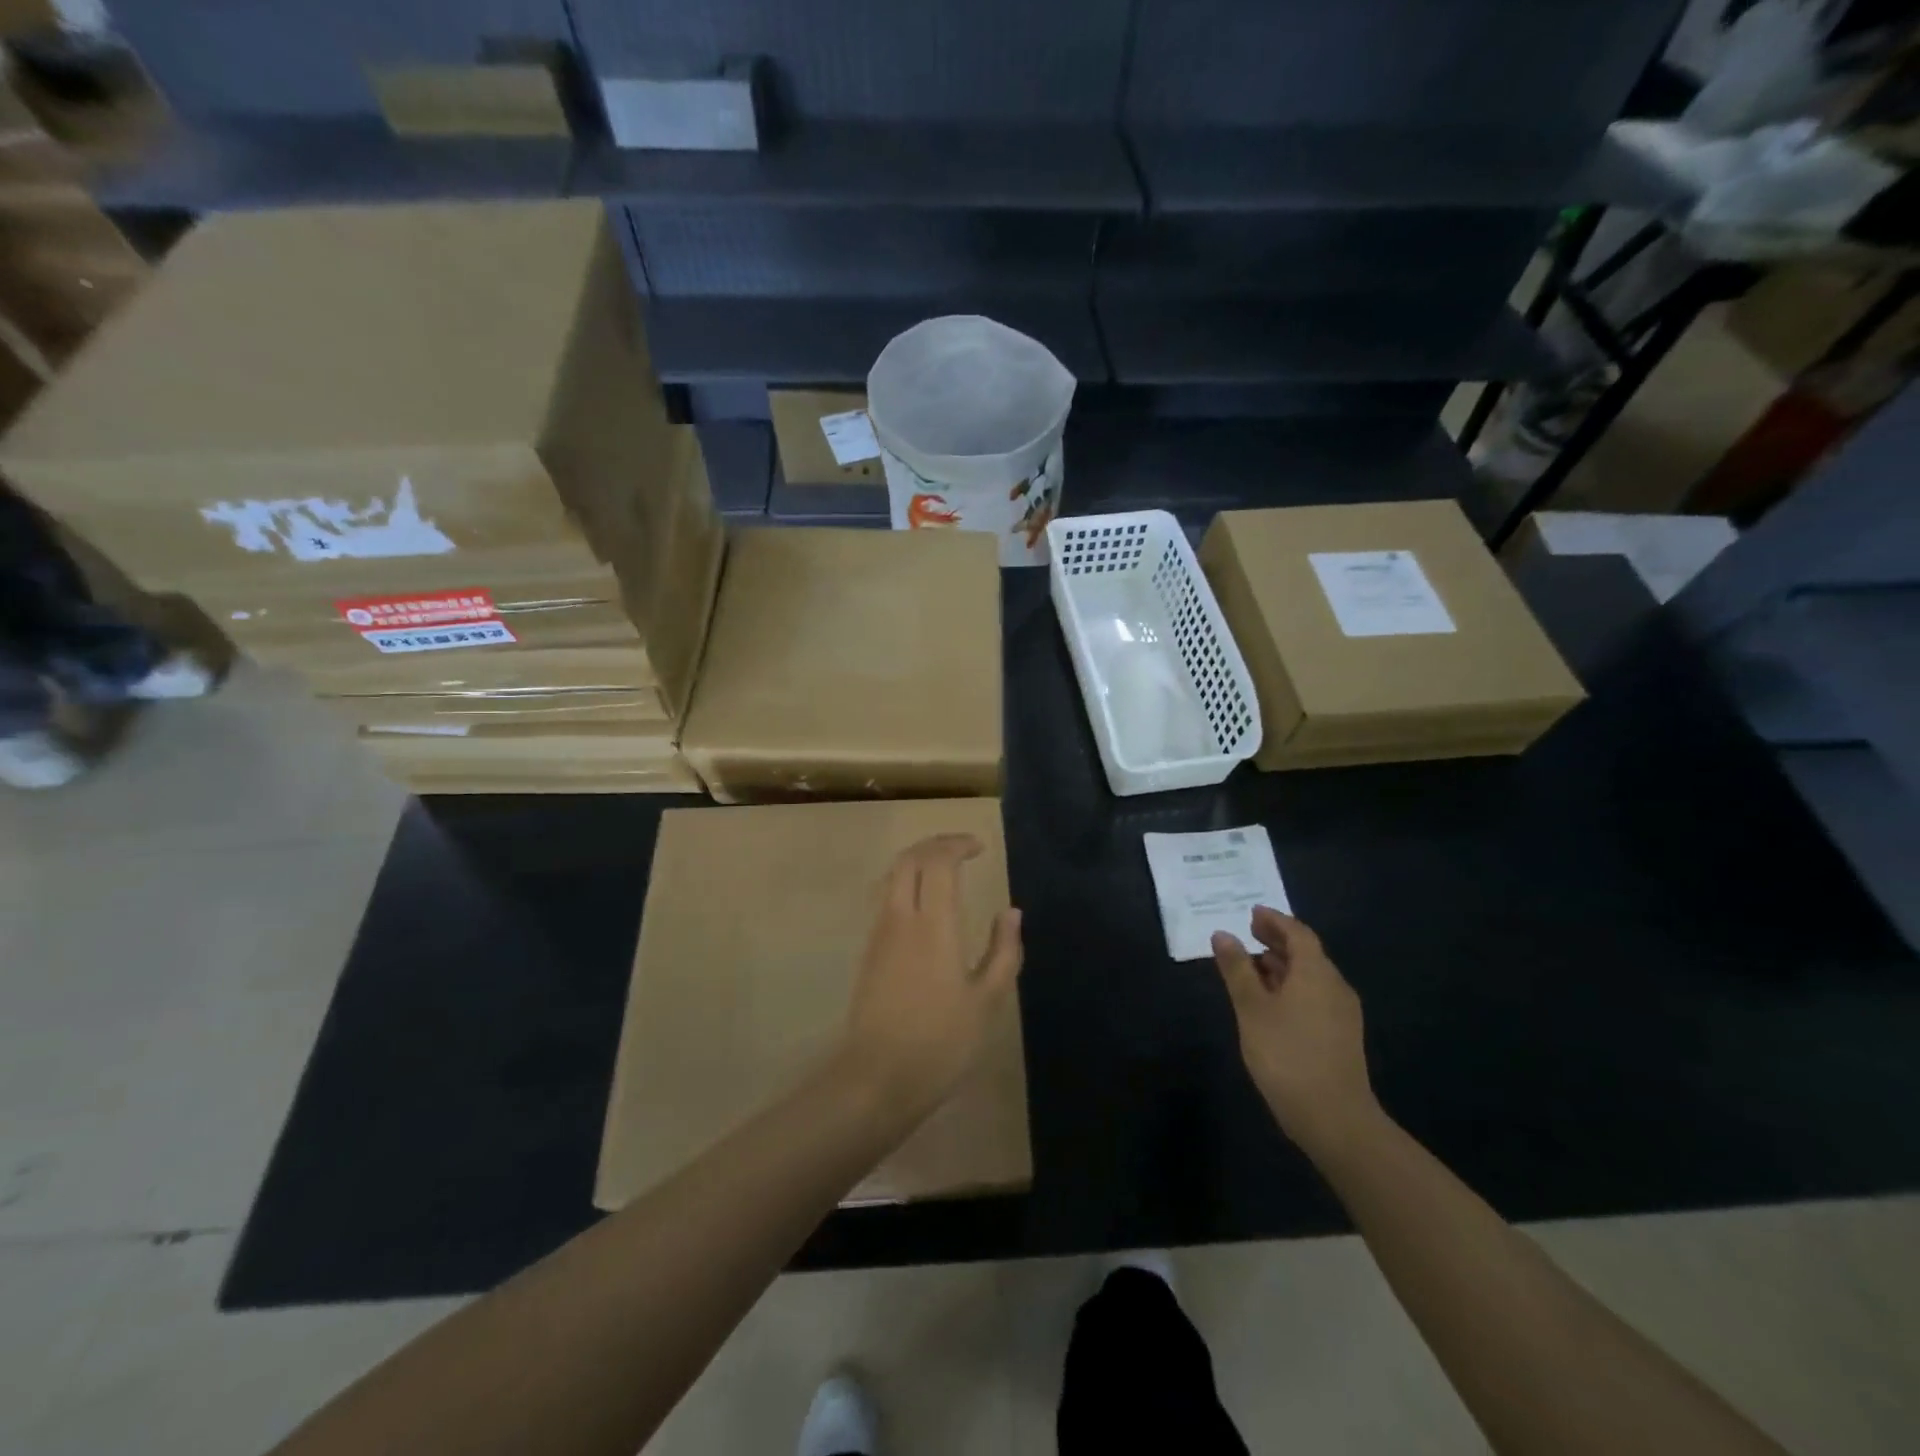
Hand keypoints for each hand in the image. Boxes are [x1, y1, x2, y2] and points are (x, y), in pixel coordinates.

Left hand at [838, 834, 1023, 1120]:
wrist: (877, 1078)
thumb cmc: (941, 1042)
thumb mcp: (987, 1001)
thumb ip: (1003, 951)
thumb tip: (1011, 912)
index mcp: (933, 924)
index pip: (938, 861)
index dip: (957, 844)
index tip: (980, 847)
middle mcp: (900, 917)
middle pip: (909, 859)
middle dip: (935, 844)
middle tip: (962, 849)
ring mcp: (879, 934)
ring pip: (891, 876)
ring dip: (917, 861)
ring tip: (944, 869)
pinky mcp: (869, 952)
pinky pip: (885, 898)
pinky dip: (904, 883)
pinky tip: (923, 903)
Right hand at [1212, 907, 1376, 1156]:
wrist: (1335, 1120)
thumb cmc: (1287, 1055)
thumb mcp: (1251, 1008)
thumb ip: (1237, 969)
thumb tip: (1223, 934)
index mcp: (1316, 973)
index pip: (1298, 933)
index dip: (1274, 920)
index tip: (1251, 913)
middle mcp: (1335, 986)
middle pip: (1307, 953)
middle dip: (1277, 941)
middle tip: (1248, 934)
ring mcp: (1342, 1013)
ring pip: (1310, 976)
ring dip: (1282, 965)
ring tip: (1251, 967)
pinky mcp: (1340, 1036)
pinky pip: (1314, 996)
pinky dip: (1291, 987)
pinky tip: (1270, 1002)